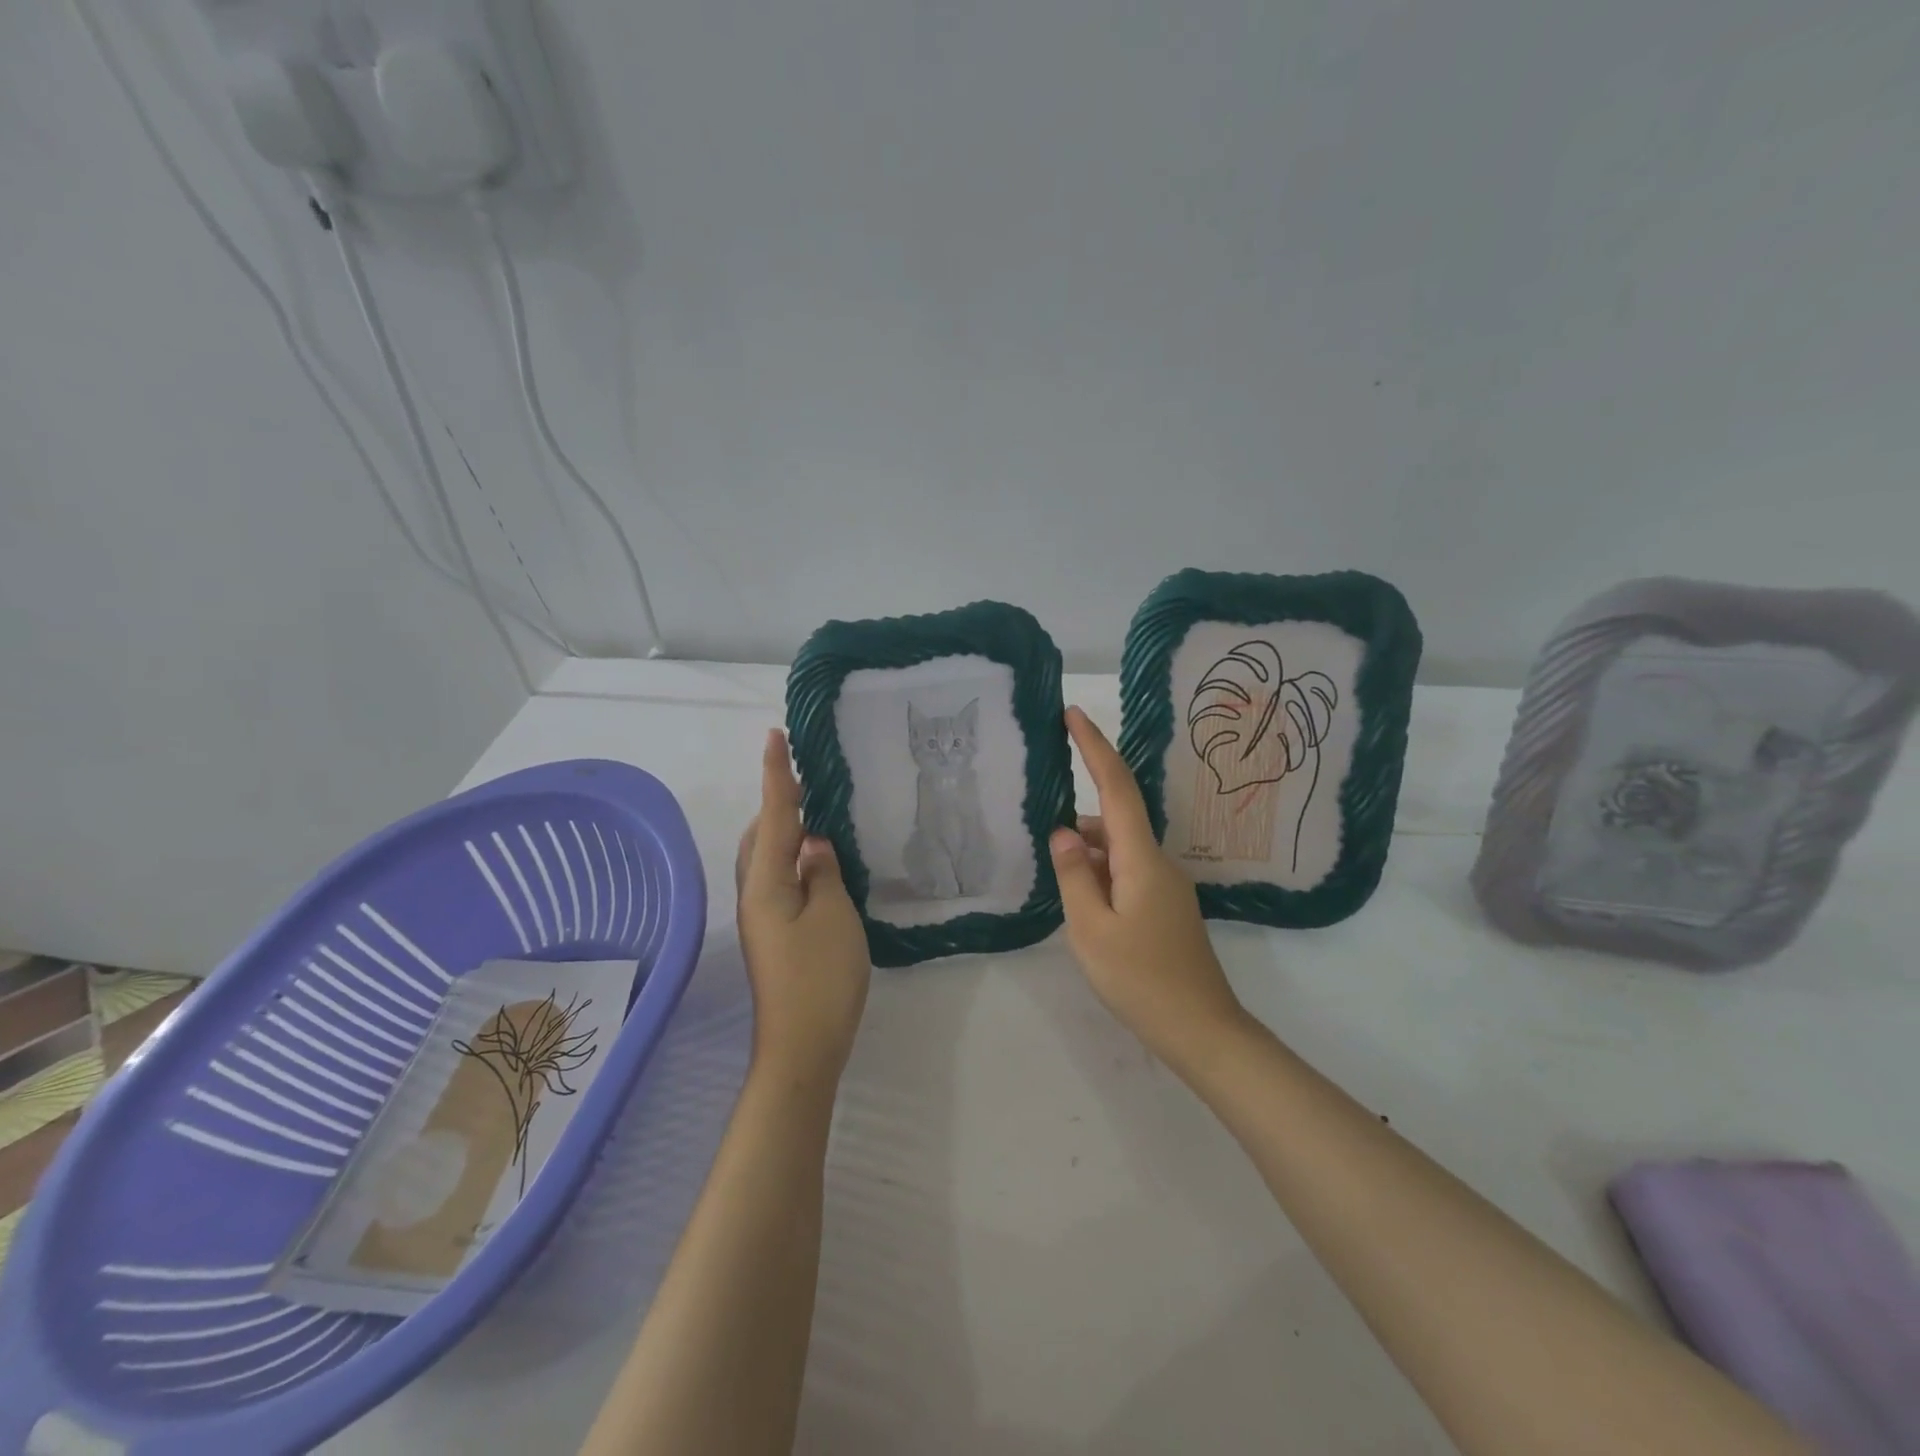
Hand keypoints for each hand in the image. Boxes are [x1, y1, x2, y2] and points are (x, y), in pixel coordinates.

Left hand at [736, 729, 871, 1091]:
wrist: (802, 1046)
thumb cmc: (821, 977)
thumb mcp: (834, 915)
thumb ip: (823, 871)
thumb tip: (812, 843)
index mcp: (766, 882)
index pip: (775, 815)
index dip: (776, 775)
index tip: (774, 736)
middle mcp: (755, 893)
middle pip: (762, 833)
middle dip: (779, 800)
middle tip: (807, 775)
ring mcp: (762, 915)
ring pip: (767, 856)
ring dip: (785, 828)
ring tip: (814, 810)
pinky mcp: (773, 932)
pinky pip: (778, 876)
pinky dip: (791, 855)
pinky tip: (815, 859)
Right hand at [1051, 707, 1250, 1073]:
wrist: (1202, 1030)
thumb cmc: (1141, 980)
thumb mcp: (1091, 929)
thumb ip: (1074, 875)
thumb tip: (1063, 832)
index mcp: (1141, 858)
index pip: (1115, 787)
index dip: (1094, 746)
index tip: (1073, 714)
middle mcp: (1158, 861)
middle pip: (1116, 816)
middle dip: (1081, 804)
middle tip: (1044, 810)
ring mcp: (1166, 884)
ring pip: (1119, 848)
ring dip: (1087, 848)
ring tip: (1055, 870)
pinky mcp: (1165, 905)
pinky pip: (1127, 870)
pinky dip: (1100, 870)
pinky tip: (1080, 895)